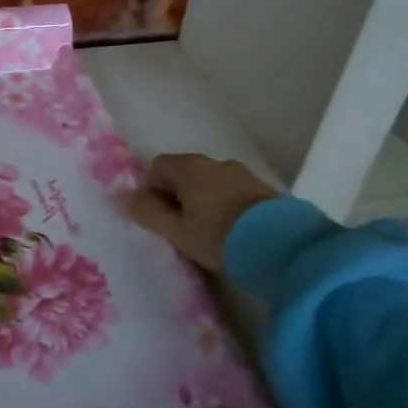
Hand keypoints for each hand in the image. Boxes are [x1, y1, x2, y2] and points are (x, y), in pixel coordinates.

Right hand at [127, 153, 276, 269]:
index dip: (152, 190)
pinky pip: (233, 191)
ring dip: (203, 200)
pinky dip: (226, 205)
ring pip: (210, 182)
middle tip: (182, 227)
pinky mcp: (264, 188)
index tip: (160, 217)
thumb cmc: (218, 236)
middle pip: (185, 172)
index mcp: (189, 168)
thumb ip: (148, 213)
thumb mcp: (177, 232)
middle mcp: (215, 162)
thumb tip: (126, 196)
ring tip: (209, 232)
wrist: (281, 244)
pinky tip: (232, 230)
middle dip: (178, 195)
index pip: (157, 166)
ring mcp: (243, 173)